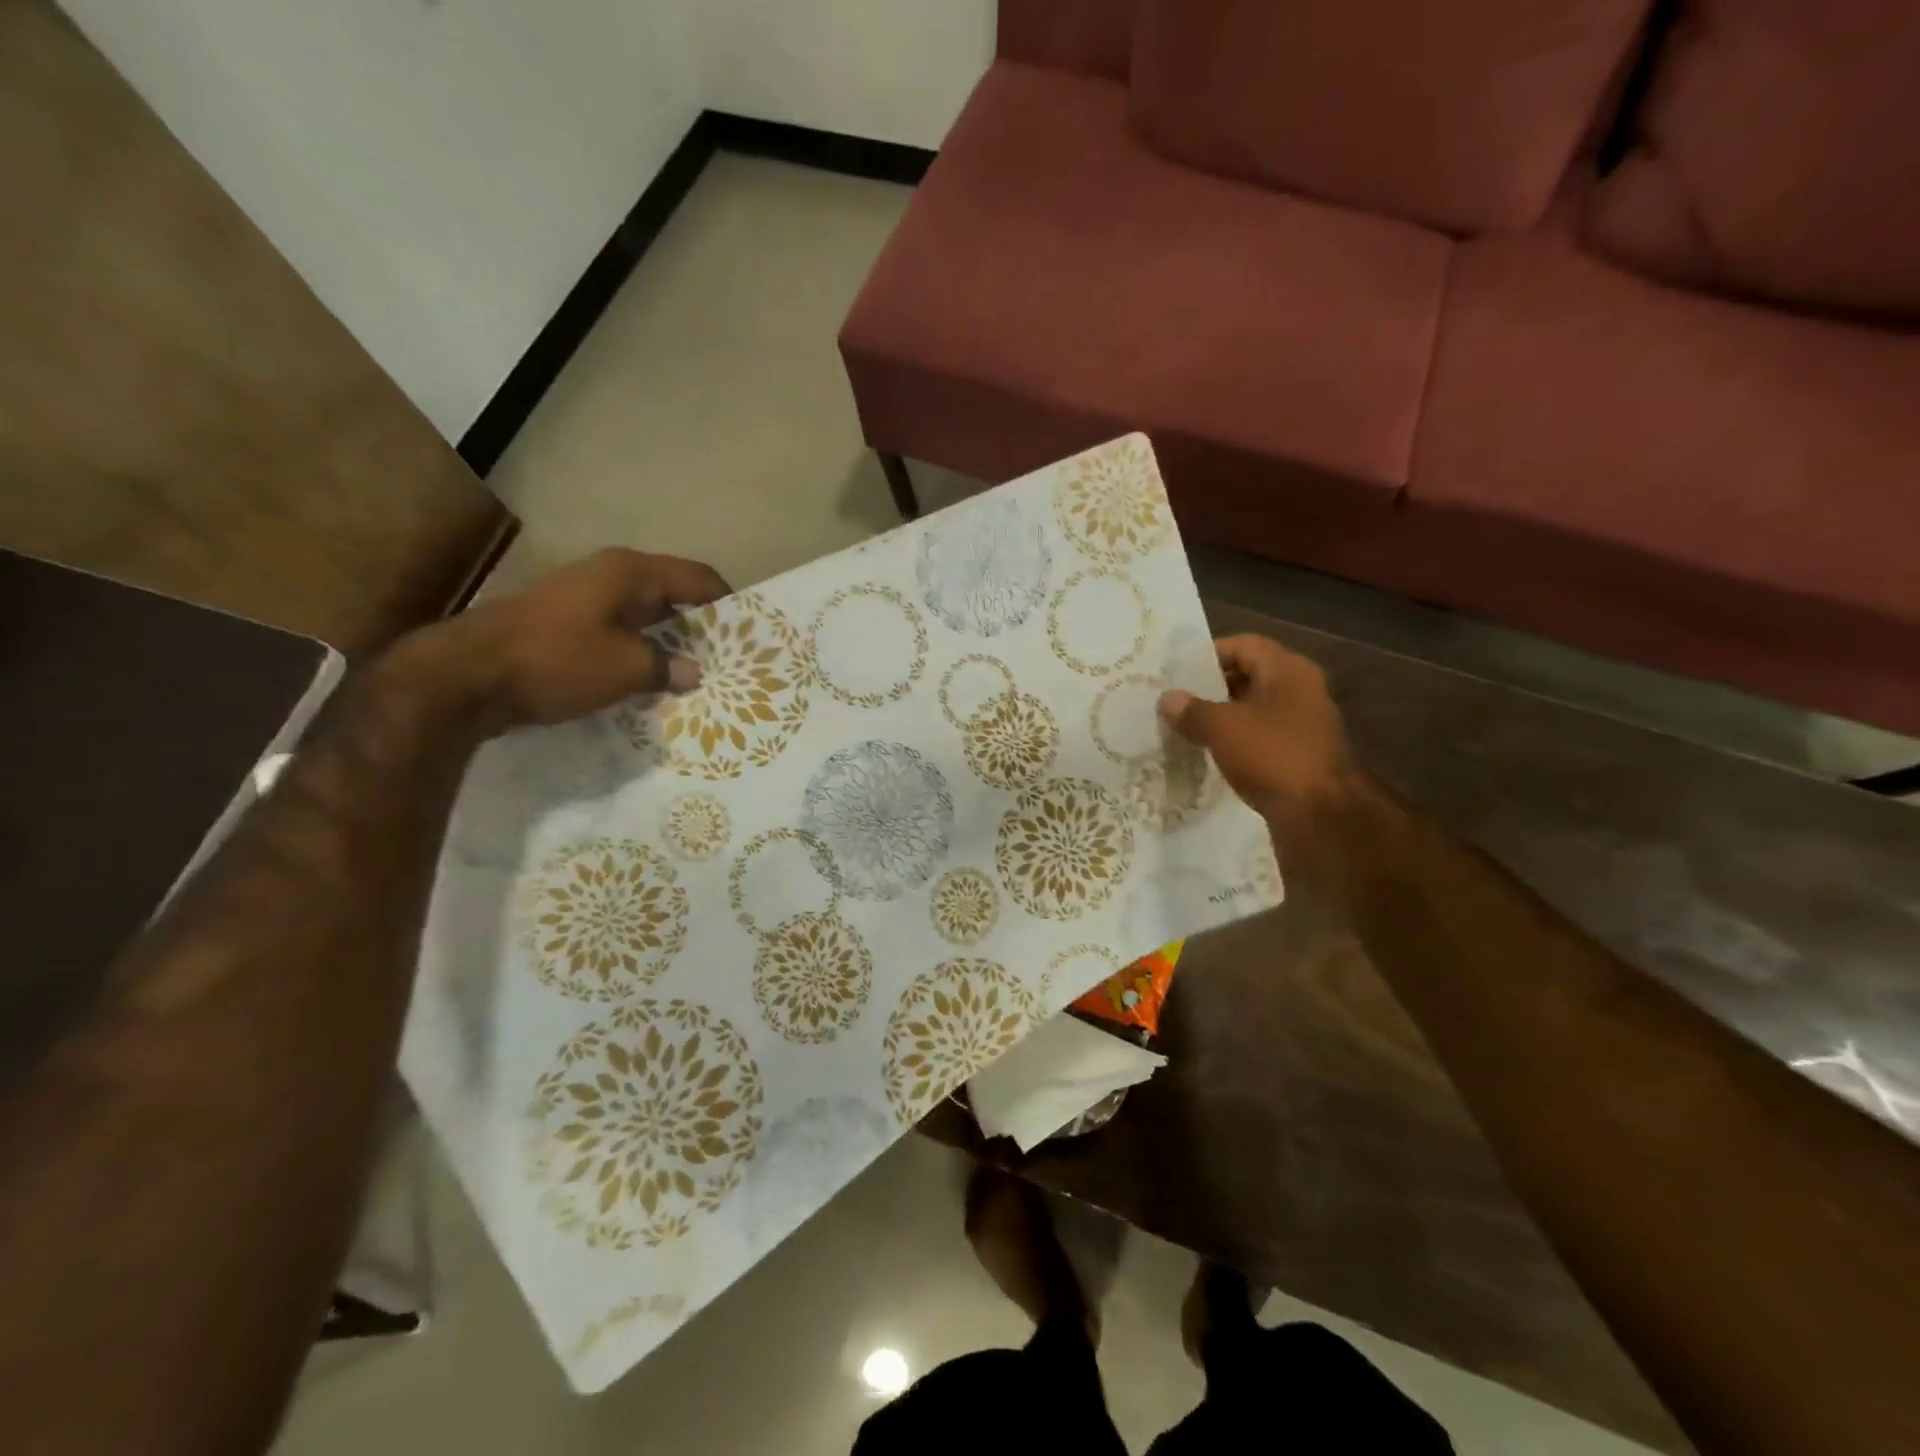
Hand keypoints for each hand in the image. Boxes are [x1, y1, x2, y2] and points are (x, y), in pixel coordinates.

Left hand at [409, 548, 729, 730]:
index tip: (750, 634)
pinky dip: (639, 655)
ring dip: (669, 646)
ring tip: (697, 677)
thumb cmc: (556, 660)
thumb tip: (693, 671)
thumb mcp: (625, 667)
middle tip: (728, 661)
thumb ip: (667, 666)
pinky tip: (652, 684)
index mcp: (630, 572)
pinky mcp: (564, 628)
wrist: (466, 676)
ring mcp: (583, 601)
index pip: (697, 578)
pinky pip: (618, 636)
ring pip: (644, 620)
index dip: (727, 603)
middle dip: (700, 628)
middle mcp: (608, 577)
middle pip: (671, 597)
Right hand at [1157, 635, 1371, 862]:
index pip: (1244, 645)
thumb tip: (1167, 699)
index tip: (1177, 673)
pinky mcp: (1300, 756)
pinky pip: (1261, 738)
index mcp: (1288, 670)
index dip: (1209, 654)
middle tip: (1176, 701)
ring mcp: (1303, 725)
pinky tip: (1210, 754)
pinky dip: (1236, 742)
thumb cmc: (1272, 754)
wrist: (1321, 814)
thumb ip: (1191, 710)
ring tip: (1186, 728)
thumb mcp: (1222, 727)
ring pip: (1254, 710)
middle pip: (1249, 677)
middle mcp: (1300, 691)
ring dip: (1222, 717)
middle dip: (1212, 687)